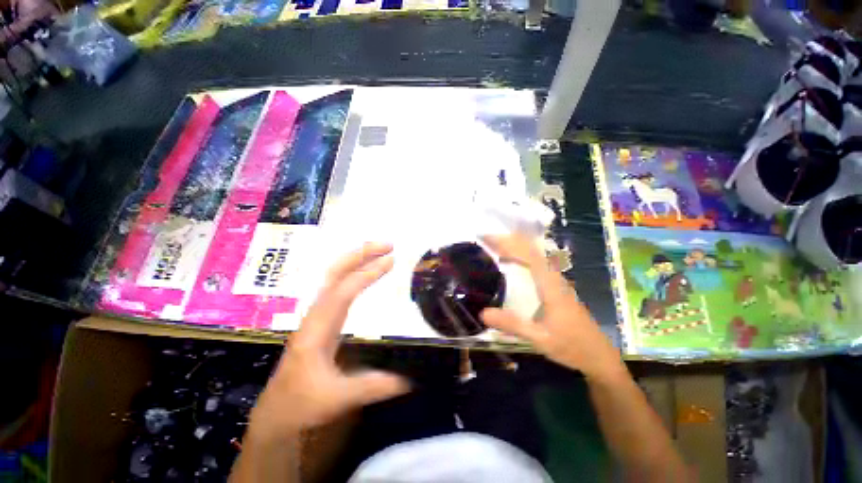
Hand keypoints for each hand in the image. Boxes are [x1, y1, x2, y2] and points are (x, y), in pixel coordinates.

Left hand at [248, 243, 409, 440]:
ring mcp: (319, 316)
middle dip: (360, 255)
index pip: (343, 291)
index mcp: (316, 329)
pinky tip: (367, 274)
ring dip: (357, 261)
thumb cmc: (300, 406)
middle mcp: (316, 315)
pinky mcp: (324, 321)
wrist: (276, 414)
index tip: (391, 260)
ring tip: (381, 252)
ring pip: (335, 278)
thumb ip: (371, 388)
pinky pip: (340, 289)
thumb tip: (409, 380)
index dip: (367, 274)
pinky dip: (355, 275)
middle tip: (387, 245)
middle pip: (335, 273)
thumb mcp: (336, 399)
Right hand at [480, 234, 625, 382]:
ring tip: (492, 246)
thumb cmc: (571, 346)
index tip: (487, 238)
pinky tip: (509, 262)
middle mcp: (554, 277)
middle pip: (530, 249)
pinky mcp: (555, 286)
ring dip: (514, 245)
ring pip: (534, 253)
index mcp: (550, 284)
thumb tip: (482, 312)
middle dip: (508, 240)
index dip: (507, 243)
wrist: (598, 356)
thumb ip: (512, 324)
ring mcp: (556, 280)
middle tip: (485, 239)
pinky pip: (535, 262)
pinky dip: (519, 255)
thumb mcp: (540, 339)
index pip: (527, 254)